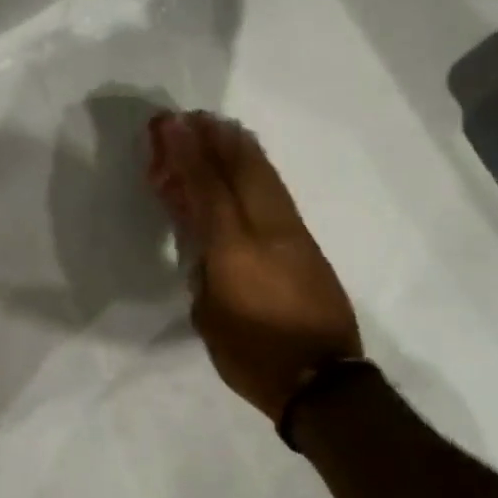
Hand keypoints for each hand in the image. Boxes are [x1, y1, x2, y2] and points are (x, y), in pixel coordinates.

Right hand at [146, 110, 360, 420]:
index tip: (174, 126)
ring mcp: (293, 236)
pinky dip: (261, 172)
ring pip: (266, 179)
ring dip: (242, 150)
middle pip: (242, 172)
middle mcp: (267, 232)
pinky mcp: (309, 246)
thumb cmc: (254, 357)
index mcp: (235, 251)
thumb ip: (204, 273)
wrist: (324, 381)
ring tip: (224, 127)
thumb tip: (203, 247)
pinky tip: (253, 165)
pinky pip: (278, 195)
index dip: (189, 155)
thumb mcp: (210, 318)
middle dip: (217, 141)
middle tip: (196, 116)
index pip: (208, 190)